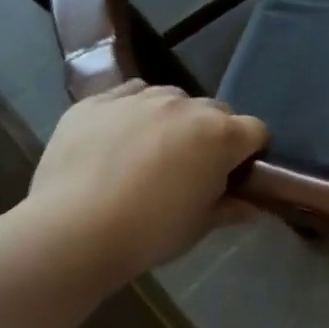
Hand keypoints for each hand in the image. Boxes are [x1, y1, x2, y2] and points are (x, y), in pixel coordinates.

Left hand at [25, 82, 267, 280]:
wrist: (72, 232)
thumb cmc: (150, 232)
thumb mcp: (200, 226)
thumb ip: (231, 208)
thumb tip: (253, 208)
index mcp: (221, 135)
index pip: (256, 131)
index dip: (250, 153)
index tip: (235, 175)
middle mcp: (187, 106)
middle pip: (215, 111)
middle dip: (212, 134)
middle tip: (192, 168)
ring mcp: (141, 99)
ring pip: (172, 98)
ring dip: (172, 119)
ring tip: (151, 151)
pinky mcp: (98, 101)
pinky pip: (128, 95)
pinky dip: (132, 112)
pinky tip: (118, 140)